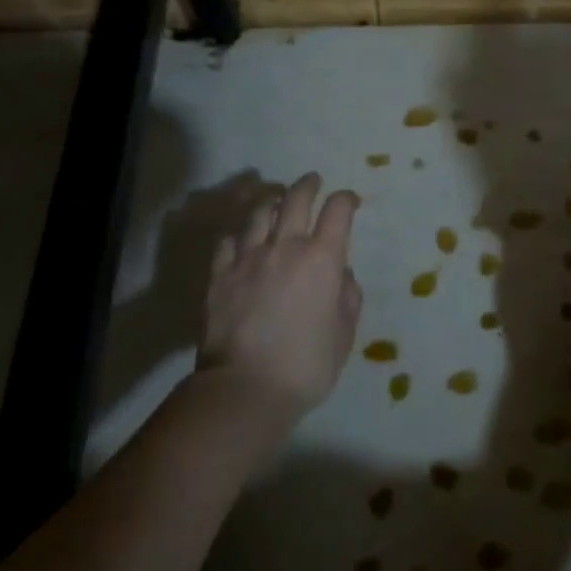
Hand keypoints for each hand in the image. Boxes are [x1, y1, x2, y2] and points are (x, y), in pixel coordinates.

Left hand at [201, 173, 361, 418]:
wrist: (246, 389)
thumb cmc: (307, 365)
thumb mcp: (345, 333)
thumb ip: (349, 297)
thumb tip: (342, 274)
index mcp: (323, 258)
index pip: (338, 210)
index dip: (347, 199)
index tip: (351, 201)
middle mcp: (286, 246)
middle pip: (297, 198)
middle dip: (309, 184)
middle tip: (313, 181)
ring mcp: (248, 257)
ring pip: (259, 211)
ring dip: (272, 199)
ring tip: (276, 198)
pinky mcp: (219, 274)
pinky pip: (229, 239)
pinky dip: (240, 231)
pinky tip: (243, 234)